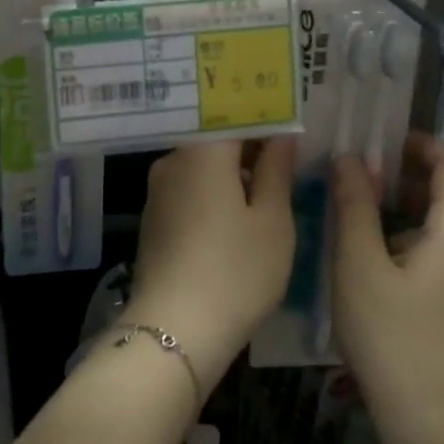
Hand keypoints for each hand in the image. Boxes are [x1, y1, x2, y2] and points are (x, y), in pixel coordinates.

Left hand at [129, 138, 296, 380]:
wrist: (175, 329)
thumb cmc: (236, 270)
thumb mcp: (273, 221)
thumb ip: (277, 170)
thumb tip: (282, 136)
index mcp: (203, 150)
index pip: (234, 114)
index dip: (264, 118)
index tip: (290, 126)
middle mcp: (173, 160)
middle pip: (214, 138)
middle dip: (249, 145)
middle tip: (285, 158)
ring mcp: (157, 189)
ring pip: (201, 164)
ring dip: (231, 170)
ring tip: (267, 188)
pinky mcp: (153, 217)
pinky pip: (188, 188)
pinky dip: (212, 191)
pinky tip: (235, 215)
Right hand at [332, 134, 443, 443]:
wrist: (436, 427)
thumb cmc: (393, 336)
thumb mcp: (359, 264)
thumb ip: (355, 204)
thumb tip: (351, 158)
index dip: (419, 144)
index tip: (376, 141)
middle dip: (408, 173)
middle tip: (358, 171)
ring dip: (410, 206)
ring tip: (361, 208)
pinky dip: (418, 236)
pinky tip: (379, 255)